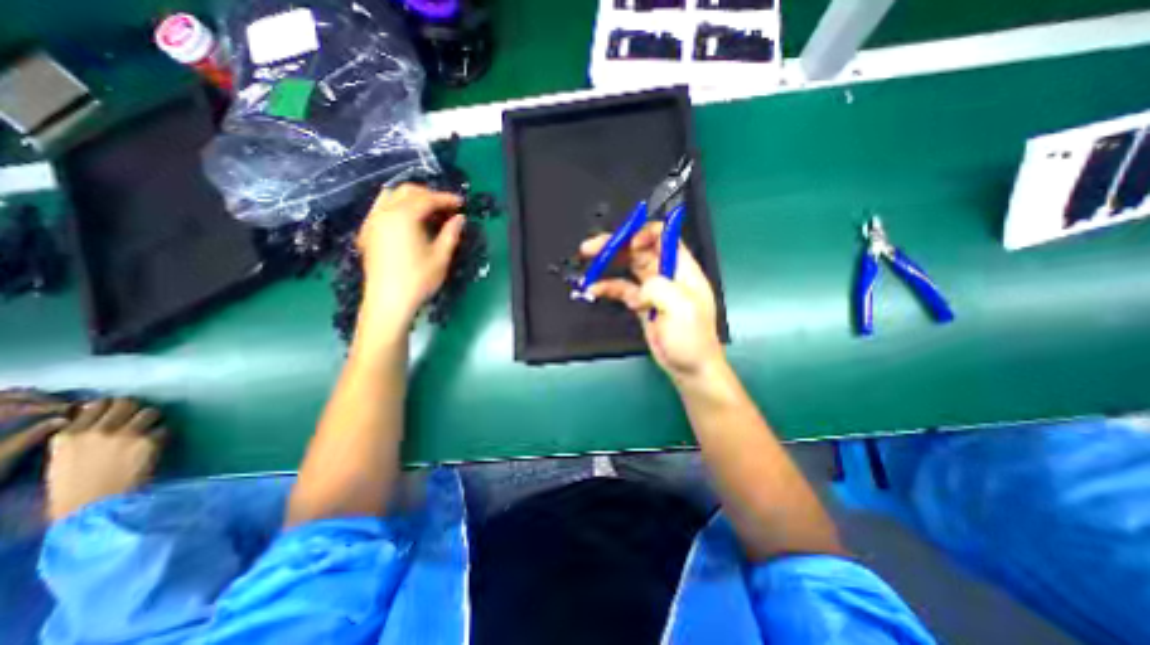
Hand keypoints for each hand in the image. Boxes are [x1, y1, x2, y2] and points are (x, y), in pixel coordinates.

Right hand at [46, 396, 162, 520]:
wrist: (94, 505)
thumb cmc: (77, 487)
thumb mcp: (65, 458)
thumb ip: (82, 435)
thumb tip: (102, 415)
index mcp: (68, 436)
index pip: (97, 404)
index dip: (113, 405)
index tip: (120, 411)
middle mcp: (97, 430)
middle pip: (127, 403)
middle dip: (137, 408)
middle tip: (141, 418)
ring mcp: (125, 434)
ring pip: (151, 411)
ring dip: (155, 419)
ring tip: (151, 430)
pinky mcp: (149, 440)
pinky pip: (164, 427)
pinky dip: (164, 433)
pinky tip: (159, 443)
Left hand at [359, 184, 465, 323]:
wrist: (388, 301)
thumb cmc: (418, 279)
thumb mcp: (441, 257)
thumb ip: (451, 233)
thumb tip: (460, 218)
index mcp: (403, 216)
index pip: (427, 199)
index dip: (446, 199)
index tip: (461, 203)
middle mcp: (384, 212)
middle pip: (406, 192)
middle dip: (428, 195)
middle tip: (446, 206)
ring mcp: (372, 222)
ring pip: (390, 196)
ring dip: (411, 198)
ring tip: (428, 211)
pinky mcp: (367, 233)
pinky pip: (381, 209)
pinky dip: (397, 207)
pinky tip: (408, 222)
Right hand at [579, 223, 720, 380]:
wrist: (689, 368)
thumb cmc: (692, 338)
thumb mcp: (681, 308)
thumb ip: (658, 288)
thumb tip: (640, 289)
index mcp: (682, 268)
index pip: (664, 237)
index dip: (643, 234)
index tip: (626, 243)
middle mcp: (666, 274)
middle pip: (639, 249)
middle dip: (616, 245)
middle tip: (591, 248)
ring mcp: (652, 289)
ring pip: (628, 266)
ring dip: (608, 263)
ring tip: (588, 263)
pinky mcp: (641, 304)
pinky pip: (622, 289)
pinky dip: (608, 287)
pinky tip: (594, 289)